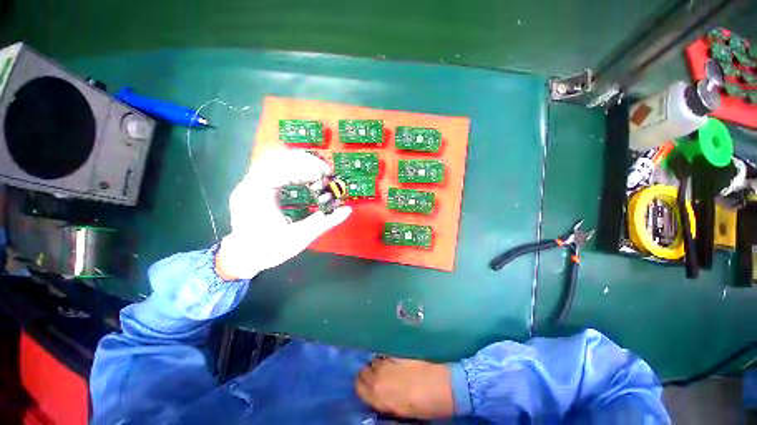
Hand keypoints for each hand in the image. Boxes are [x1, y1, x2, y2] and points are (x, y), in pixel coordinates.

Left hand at [216, 150, 351, 279]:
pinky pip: (277, 169)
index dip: (305, 167)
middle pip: (277, 158)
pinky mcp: (259, 186)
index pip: (279, 168)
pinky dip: (296, 170)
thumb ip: (323, 222)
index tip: (326, 174)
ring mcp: (253, 183)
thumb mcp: (298, 238)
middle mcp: (250, 183)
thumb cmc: (268, 250)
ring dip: (301, 163)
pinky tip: (308, 178)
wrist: (245, 257)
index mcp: (255, 194)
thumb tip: (346, 210)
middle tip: (326, 171)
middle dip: (305, 162)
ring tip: (320, 173)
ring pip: (277, 160)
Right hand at [356, 357, 454, 418]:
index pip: (359, 386)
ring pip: (374, 360)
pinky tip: (393, 361)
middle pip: (364, 371)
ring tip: (385, 368)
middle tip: (376, 376)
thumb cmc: (421, 407)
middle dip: (368, 373)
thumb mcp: (398, 410)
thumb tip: (379, 393)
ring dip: (377, 364)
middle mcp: (378, 378)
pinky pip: (386, 355)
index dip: (362, 385)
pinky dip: (386, 358)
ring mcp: (388, 364)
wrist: (438, 387)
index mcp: (378, 397)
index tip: (366, 385)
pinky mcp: (398, 354)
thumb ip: (384, 400)